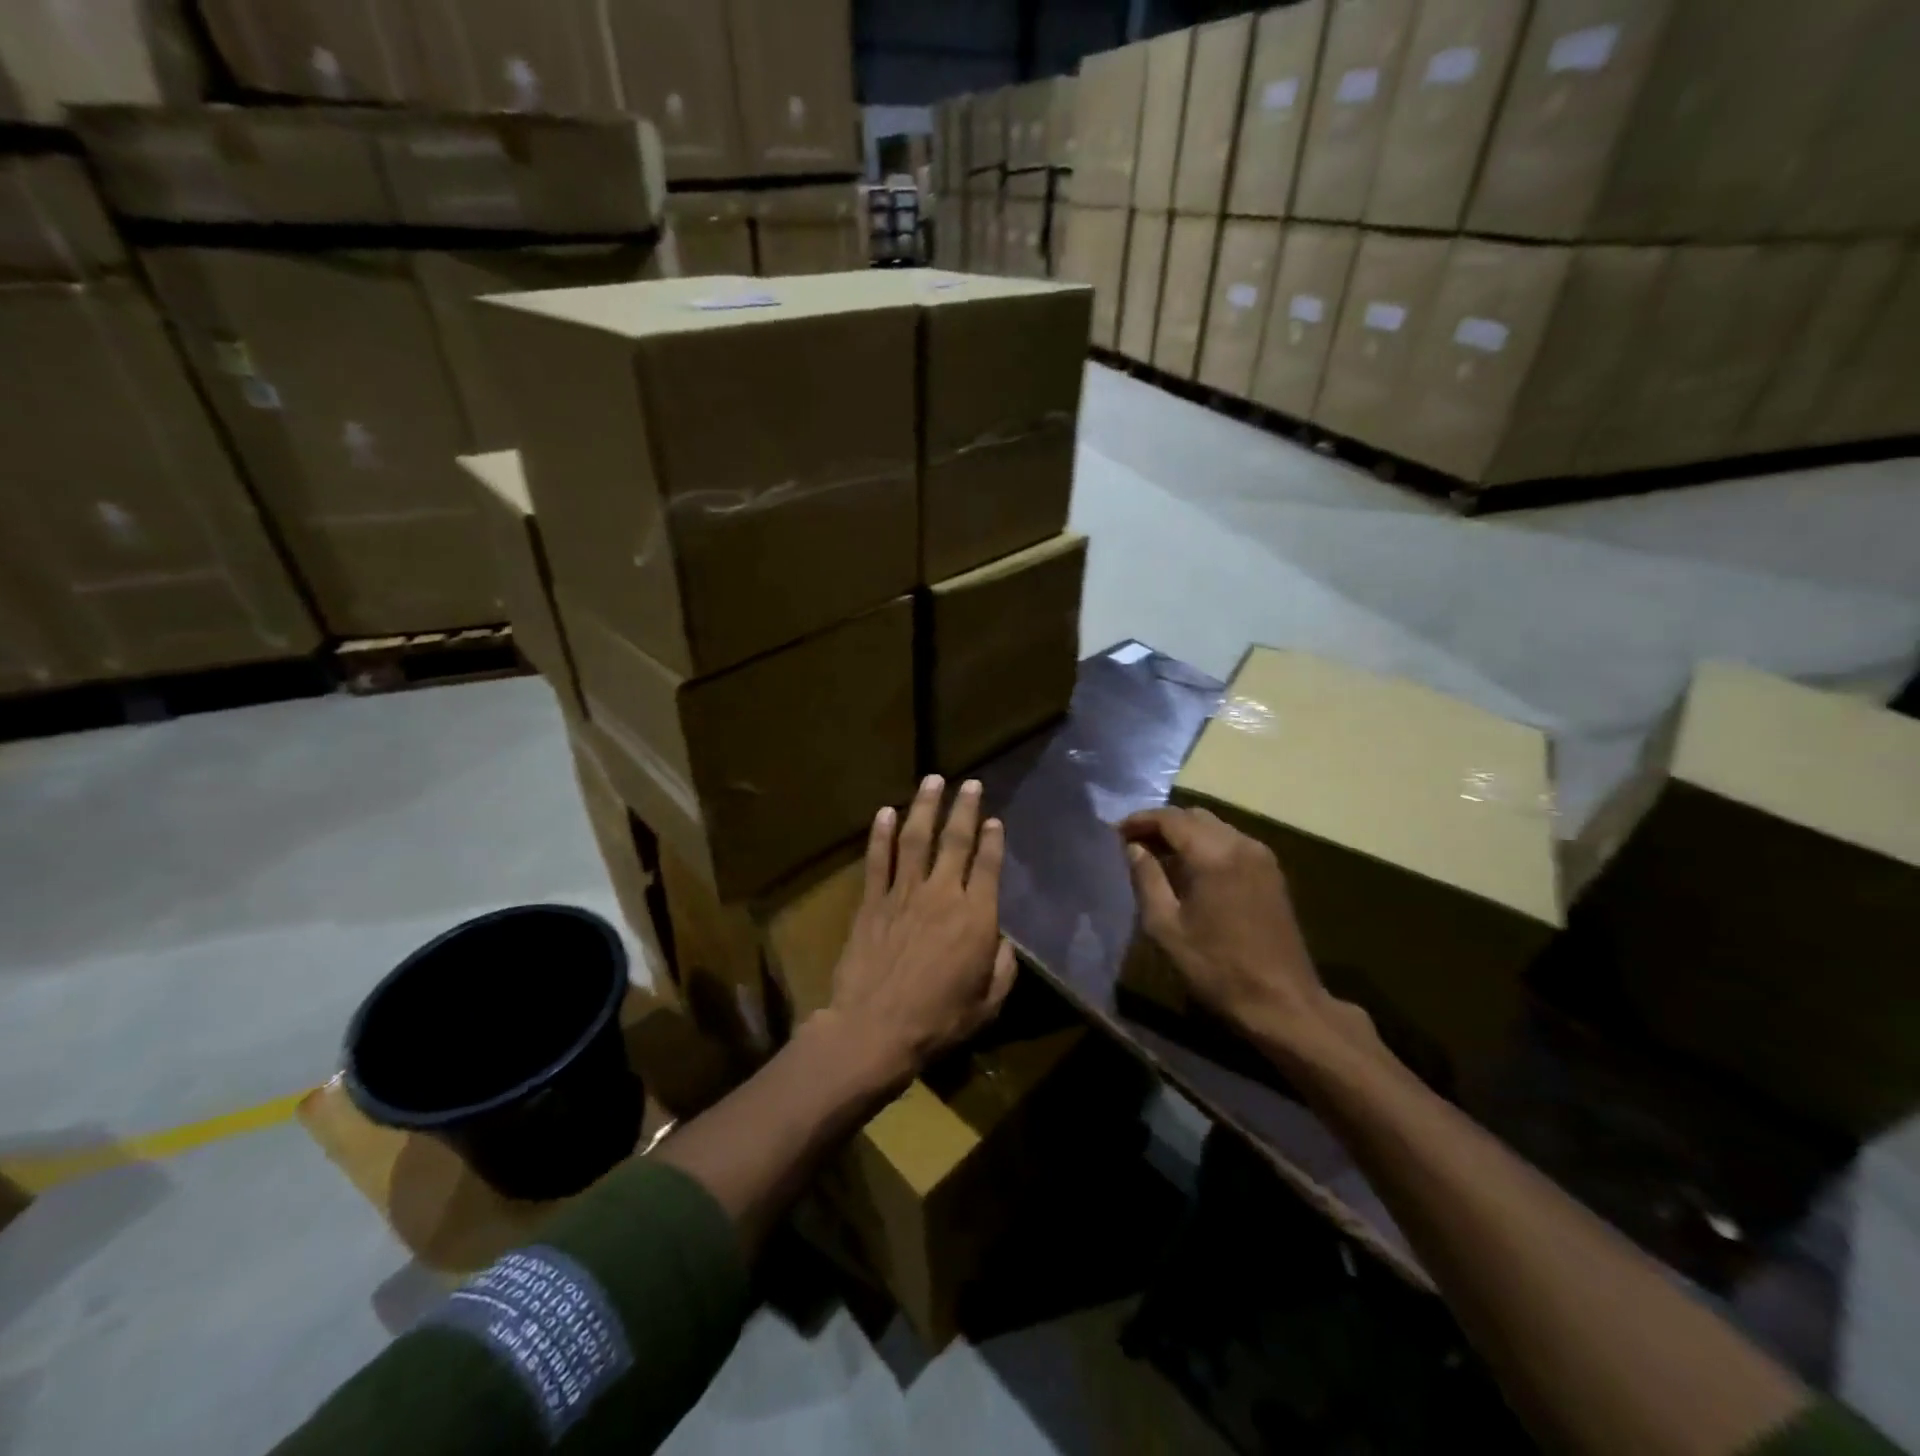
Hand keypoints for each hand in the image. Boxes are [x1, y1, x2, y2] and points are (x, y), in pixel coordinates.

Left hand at [826, 775, 1017, 1086]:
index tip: (993, 820)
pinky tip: (885, 812)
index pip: (988, 866)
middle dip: (964, 808)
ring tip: (932, 780)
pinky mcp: (871, 902)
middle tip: (969, 783)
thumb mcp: (988, 1003)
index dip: (992, 840)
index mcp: (976, 917)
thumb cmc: (938, 1021)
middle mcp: (942, 894)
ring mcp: (903, 894)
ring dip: (924, 807)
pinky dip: (880, 834)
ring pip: (915, 839)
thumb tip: (1003, 941)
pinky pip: (877, 860)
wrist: (875, 1029)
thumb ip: (1003, 968)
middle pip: (955, 840)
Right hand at [1120, 806, 1366, 1059]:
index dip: (1140, 821)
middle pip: (1194, 816)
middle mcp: (1241, 844)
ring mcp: (1261, 857)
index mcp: (1214, 854)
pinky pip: (1231, 842)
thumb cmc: (1216, 967)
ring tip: (1157, 856)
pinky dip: (1205, 845)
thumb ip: (1146, 879)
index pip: (1170, 818)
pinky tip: (1189, 870)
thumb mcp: (1166, 927)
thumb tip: (1133, 848)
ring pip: (1214, 827)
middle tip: (1133, 843)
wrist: (1282, 1002)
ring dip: (1184, 834)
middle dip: (1161, 824)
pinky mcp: (1271, 873)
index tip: (1115, 833)